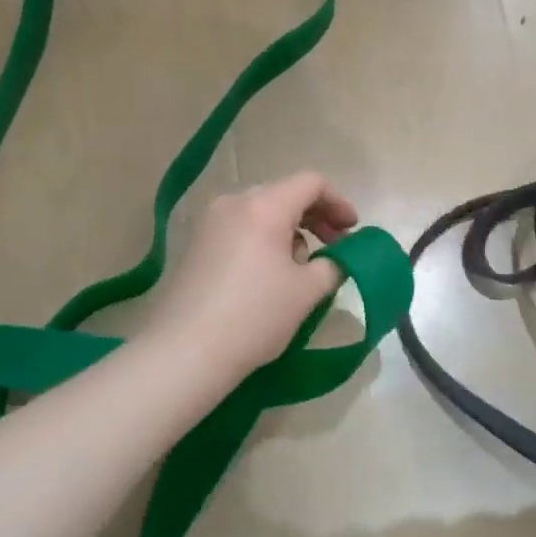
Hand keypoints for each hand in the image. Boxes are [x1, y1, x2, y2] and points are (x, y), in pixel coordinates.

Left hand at [150, 172, 357, 384]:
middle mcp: (233, 204)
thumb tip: (335, 260)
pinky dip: (263, 240)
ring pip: (260, 212)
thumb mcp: (308, 291)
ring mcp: (208, 223)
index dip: (338, 202)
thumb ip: (334, 265)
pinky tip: (268, 275)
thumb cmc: (255, 315)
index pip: (311, 183)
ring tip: (300, 267)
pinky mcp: (194, 246)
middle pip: (284, 194)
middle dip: (315, 217)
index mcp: (264, 207)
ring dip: (289, 230)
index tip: (351, 231)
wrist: (184, 353)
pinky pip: (239, 229)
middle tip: (334, 246)